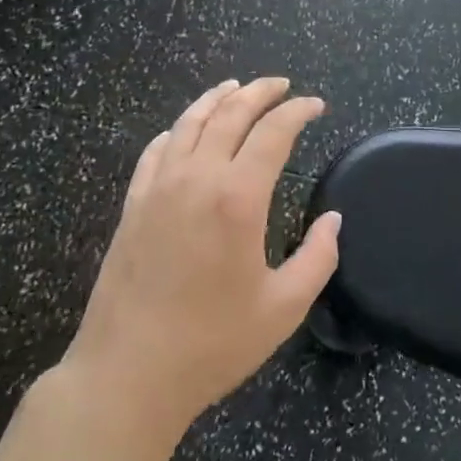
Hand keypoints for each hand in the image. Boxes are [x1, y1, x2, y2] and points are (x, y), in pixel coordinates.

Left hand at [62, 78, 339, 441]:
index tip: (315, 105)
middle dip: (260, 92)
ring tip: (237, 87)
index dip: (298, 112)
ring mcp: (158, 189)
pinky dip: (177, 130)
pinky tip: (184, 129)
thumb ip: (317, 257)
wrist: (127, 375)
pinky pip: (156, 150)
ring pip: (189, 123)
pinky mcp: (132, 206)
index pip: (273, 133)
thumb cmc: (212, 344)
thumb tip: (333, 221)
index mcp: (238, 198)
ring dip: (217, 99)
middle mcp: (197, 179)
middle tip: (283, 85)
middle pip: (230, 114)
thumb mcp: (284, 308)